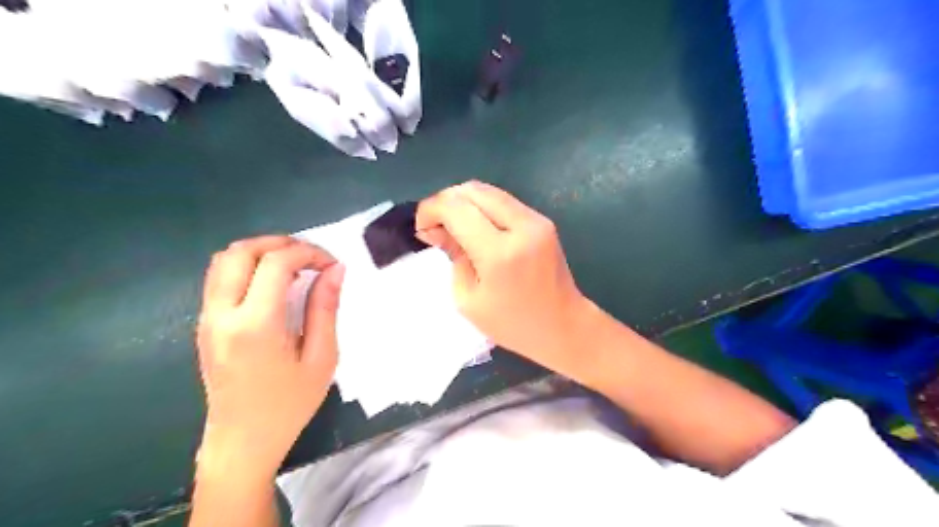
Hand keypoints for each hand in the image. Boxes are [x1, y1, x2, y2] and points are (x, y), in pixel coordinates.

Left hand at [196, 237, 344, 479]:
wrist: (242, 441)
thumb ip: (325, 308)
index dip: (308, 253)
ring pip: (223, 260)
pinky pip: (220, 278)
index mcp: (255, 324)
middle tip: (312, 258)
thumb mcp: (321, 358)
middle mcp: (222, 314)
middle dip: (281, 243)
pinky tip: (273, 284)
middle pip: (241, 251)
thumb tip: (335, 270)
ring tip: (294, 266)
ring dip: (261, 251)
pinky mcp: (205, 325)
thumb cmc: (289, 404)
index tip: (332, 265)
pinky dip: (248, 266)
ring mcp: (207, 319)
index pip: (276, 262)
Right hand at [420, 182, 592, 377]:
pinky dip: (482, 207)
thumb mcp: (468, 299)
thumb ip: (452, 255)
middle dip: (445, 202)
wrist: (563, 326)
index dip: (430, 210)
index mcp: (499, 253)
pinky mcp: (542, 220)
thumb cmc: (512, 324)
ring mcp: (536, 220)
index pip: (455, 208)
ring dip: (464, 202)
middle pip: (472, 190)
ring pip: (488, 190)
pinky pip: (503, 201)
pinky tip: (476, 228)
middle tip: (435, 227)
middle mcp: (521, 227)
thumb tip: (437, 228)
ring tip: (454, 227)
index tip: (421, 228)